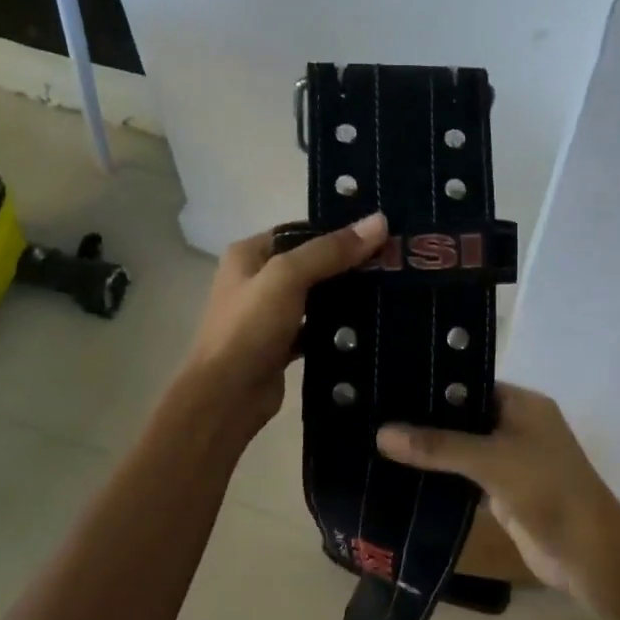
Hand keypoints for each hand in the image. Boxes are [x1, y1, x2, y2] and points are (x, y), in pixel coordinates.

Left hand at [181, 213, 388, 435]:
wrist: (226, 397)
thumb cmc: (249, 328)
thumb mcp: (287, 278)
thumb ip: (330, 250)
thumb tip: (379, 221)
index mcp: (249, 254)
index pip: (301, 232)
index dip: (338, 231)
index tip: (380, 235)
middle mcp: (256, 280)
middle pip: (311, 264)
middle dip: (348, 265)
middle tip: (393, 264)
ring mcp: (269, 315)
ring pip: (315, 298)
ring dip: (345, 297)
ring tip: (390, 291)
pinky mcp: (281, 346)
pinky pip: (316, 329)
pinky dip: (337, 328)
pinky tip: (369, 327)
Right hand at [377, 385, 619, 595]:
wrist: (588, 555)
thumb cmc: (547, 491)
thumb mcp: (491, 460)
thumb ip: (438, 446)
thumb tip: (381, 433)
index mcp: (522, 404)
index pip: (469, 382)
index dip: (433, 383)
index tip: (389, 383)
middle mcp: (516, 426)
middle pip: (462, 416)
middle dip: (425, 419)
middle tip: (373, 413)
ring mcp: (510, 461)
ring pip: (460, 448)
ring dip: (429, 450)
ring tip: (376, 439)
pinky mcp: (501, 492)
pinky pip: (463, 477)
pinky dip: (439, 477)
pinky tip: (401, 474)